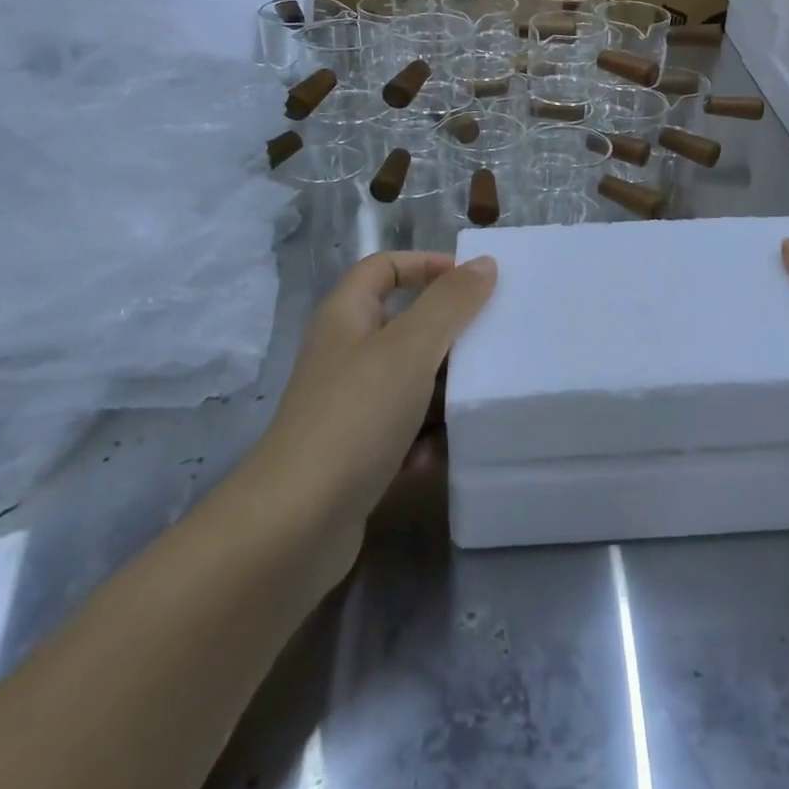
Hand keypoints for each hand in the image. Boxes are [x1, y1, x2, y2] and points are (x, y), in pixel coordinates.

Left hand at [246, 251, 496, 578]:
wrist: (296, 525)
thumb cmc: (356, 415)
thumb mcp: (411, 348)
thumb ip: (450, 302)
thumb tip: (484, 263)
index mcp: (346, 317)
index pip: (384, 267)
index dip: (426, 264)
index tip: (474, 281)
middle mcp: (344, 356)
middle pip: (403, 326)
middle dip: (448, 333)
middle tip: (493, 339)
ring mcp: (349, 408)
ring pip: (408, 382)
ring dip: (443, 390)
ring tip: (483, 396)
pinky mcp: (357, 455)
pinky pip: (403, 432)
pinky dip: (425, 438)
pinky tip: (444, 451)